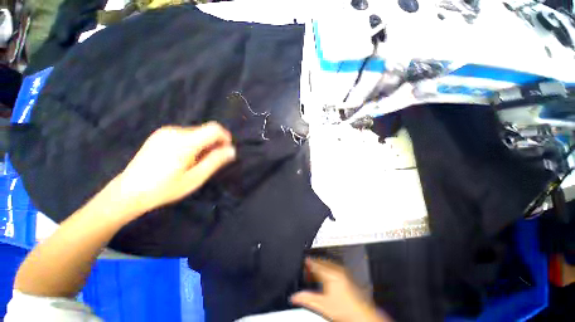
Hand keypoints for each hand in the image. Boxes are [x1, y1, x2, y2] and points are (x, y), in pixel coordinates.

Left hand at [112, 122, 235, 217]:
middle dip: (214, 143)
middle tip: (211, 162)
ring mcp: (166, 132)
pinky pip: (185, 134)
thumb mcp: (195, 178)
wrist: (128, 191)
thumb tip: (232, 150)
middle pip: (205, 130)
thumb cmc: (165, 188)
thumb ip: (215, 161)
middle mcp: (175, 131)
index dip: (225, 137)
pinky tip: (185, 158)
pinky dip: (193, 143)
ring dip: (204, 144)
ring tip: (197, 163)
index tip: (226, 150)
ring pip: (196, 132)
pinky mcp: (160, 135)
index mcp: (185, 142)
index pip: (214, 129)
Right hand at [291, 258, 390, 321]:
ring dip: (321, 266)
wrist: (361, 315)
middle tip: (308, 267)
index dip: (308, 262)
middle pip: (322, 262)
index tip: (304, 261)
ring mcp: (343, 273)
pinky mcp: (347, 276)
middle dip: (314, 264)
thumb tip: (295, 296)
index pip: (315, 264)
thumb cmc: (345, 310)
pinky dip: (328, 269)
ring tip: (316, 271)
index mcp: (329, 274)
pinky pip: (334, 267)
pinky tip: (327, 276)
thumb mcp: (322, 305)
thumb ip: (307, 299)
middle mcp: (337, 270)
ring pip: (328, 264)